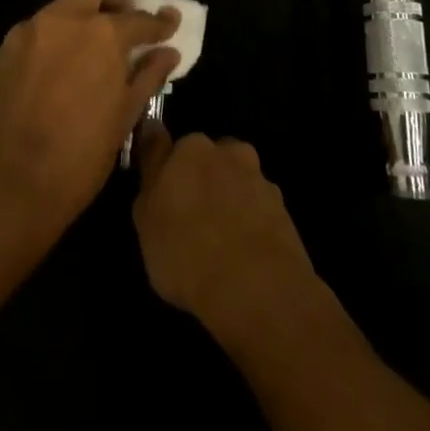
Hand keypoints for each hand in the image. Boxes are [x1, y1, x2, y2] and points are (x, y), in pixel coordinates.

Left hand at [0, 0, 179, 234]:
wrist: (10, 185)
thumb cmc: (80, 156)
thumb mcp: (124, 117)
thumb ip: (148, 75)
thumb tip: (168, 52)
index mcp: (101, 34)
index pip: (138, 17)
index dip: (158, 22)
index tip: (168, 23)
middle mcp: (63, 19)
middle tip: (121, 23)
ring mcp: (28, 31)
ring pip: (60, 7)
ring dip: (79, 22)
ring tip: (86, 61)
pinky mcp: (3, 50)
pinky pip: (35, 34)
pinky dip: (52, 44)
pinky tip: (54, 80)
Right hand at [133, 124, 318, 332]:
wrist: (257, 287)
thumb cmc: (187, 251)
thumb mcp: (145, 220)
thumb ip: (150, 181)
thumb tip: (153, 148)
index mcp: (189, 147)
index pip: (165, 143)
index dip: (161, 166)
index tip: (159, 189)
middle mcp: (227, 151)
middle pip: (206, 159)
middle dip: (199, 180)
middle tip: (188, 219)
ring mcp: (259, 178)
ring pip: (235, 182)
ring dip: (228, 200)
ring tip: (219, 242)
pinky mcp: (284, 208)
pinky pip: (257, 209)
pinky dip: (249, 223)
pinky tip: (242, 254)